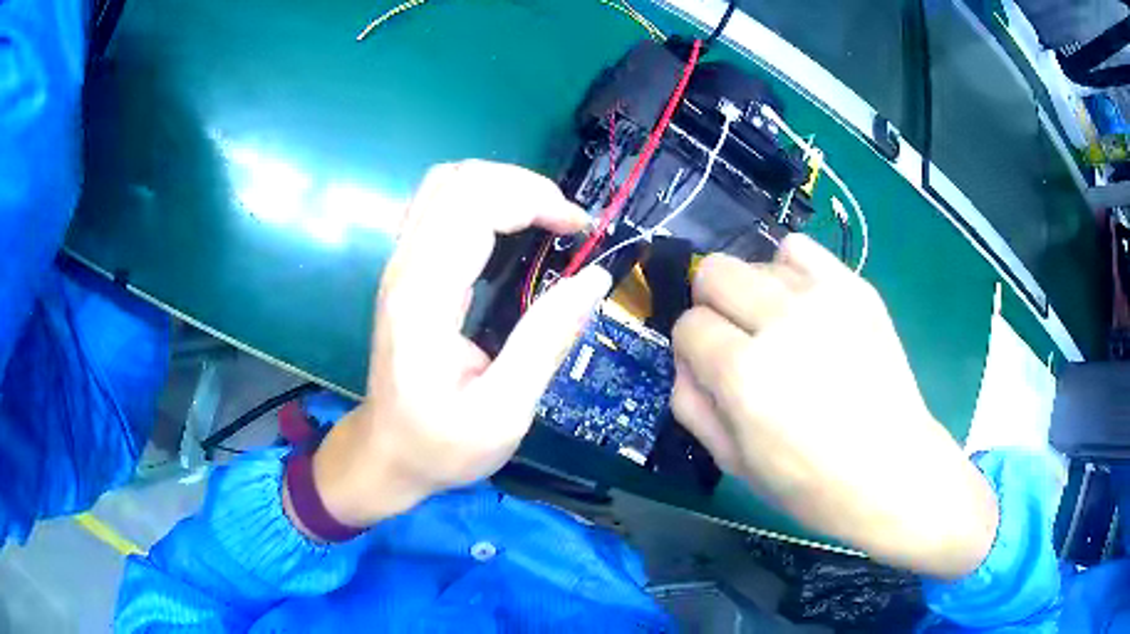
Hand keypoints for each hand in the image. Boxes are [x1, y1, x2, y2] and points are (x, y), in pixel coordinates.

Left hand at [298, 161, 610, 530]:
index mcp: (425, 298)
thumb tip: (594, 279)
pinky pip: (440, 205)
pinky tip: (508, 229)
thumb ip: (546, 341)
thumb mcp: (503, 413)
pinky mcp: (406, 269)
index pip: (475, 207)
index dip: (535, 200)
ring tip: (544, 219)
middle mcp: (405, 267)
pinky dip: (482, 200)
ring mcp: (400, 264)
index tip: (580, 230)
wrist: (387, 453)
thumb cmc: (440, 444)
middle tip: (567, 224)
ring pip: (446, 183)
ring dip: (503, 187)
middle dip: (525, 186)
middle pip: (459, 180)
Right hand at [670, 235, 997, 579]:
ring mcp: (823, 298)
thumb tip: (685, 358)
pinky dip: (789, 270)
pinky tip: (803, 304)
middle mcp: (780, 322)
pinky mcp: (855, 287)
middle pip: (715, 274)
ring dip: (753, 294)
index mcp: (744, 373)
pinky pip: (799, 249)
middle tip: (738, 341)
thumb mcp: (732, 462)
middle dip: (713, 307)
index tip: (713, 370)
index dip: (693, 350)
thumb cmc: (809, 482)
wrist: (890, 470)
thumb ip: (691, 404)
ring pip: (755, 262)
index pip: (689, 325)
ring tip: (779, 329)